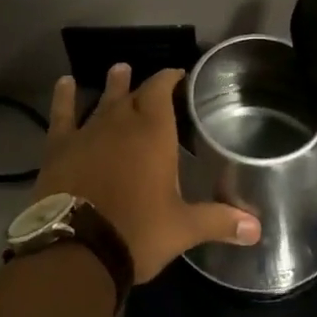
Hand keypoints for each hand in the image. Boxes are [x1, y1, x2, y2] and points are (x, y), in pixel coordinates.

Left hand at [35, 65, 260, 282]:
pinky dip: (64, 97)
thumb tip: (257, 228)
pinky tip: (64, 82)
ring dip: (113, 85)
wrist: (77, 248)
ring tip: (119, 69)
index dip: (170, 78)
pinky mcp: (60, 146)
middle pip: (135, 94)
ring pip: (103, 99)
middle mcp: (122, 122)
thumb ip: (219, 221)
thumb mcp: (183, 228)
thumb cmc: (138, 232)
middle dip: (146, 86)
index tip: (178, 74)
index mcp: (153, 132)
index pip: (162, 90)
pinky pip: (62, 114)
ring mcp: (88, 131)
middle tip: (153, 81)